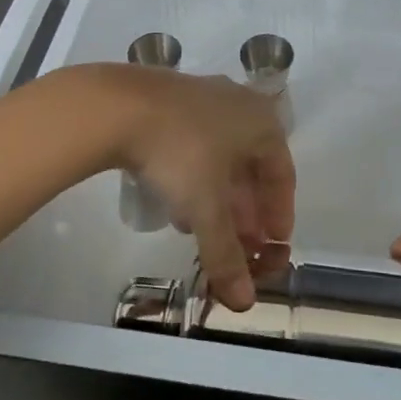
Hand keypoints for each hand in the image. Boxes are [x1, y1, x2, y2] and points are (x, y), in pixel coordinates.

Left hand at [108, 67, 295, 309]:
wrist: (117, 105)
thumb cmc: (180, 153)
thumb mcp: (206, 208)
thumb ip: (226, 254)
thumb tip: (244, 303)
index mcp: (264, 123)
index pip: (283, 175)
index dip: (279, 215)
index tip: (271, 246)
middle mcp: (240, 103)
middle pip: (252, 166)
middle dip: (245, 209)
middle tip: (239, 243)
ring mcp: (204, 96)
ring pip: (222, 155)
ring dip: (218, 195)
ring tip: (204, 229)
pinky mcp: (172, 98)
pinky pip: (196, 143)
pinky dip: (195, 176)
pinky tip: (176, 200)